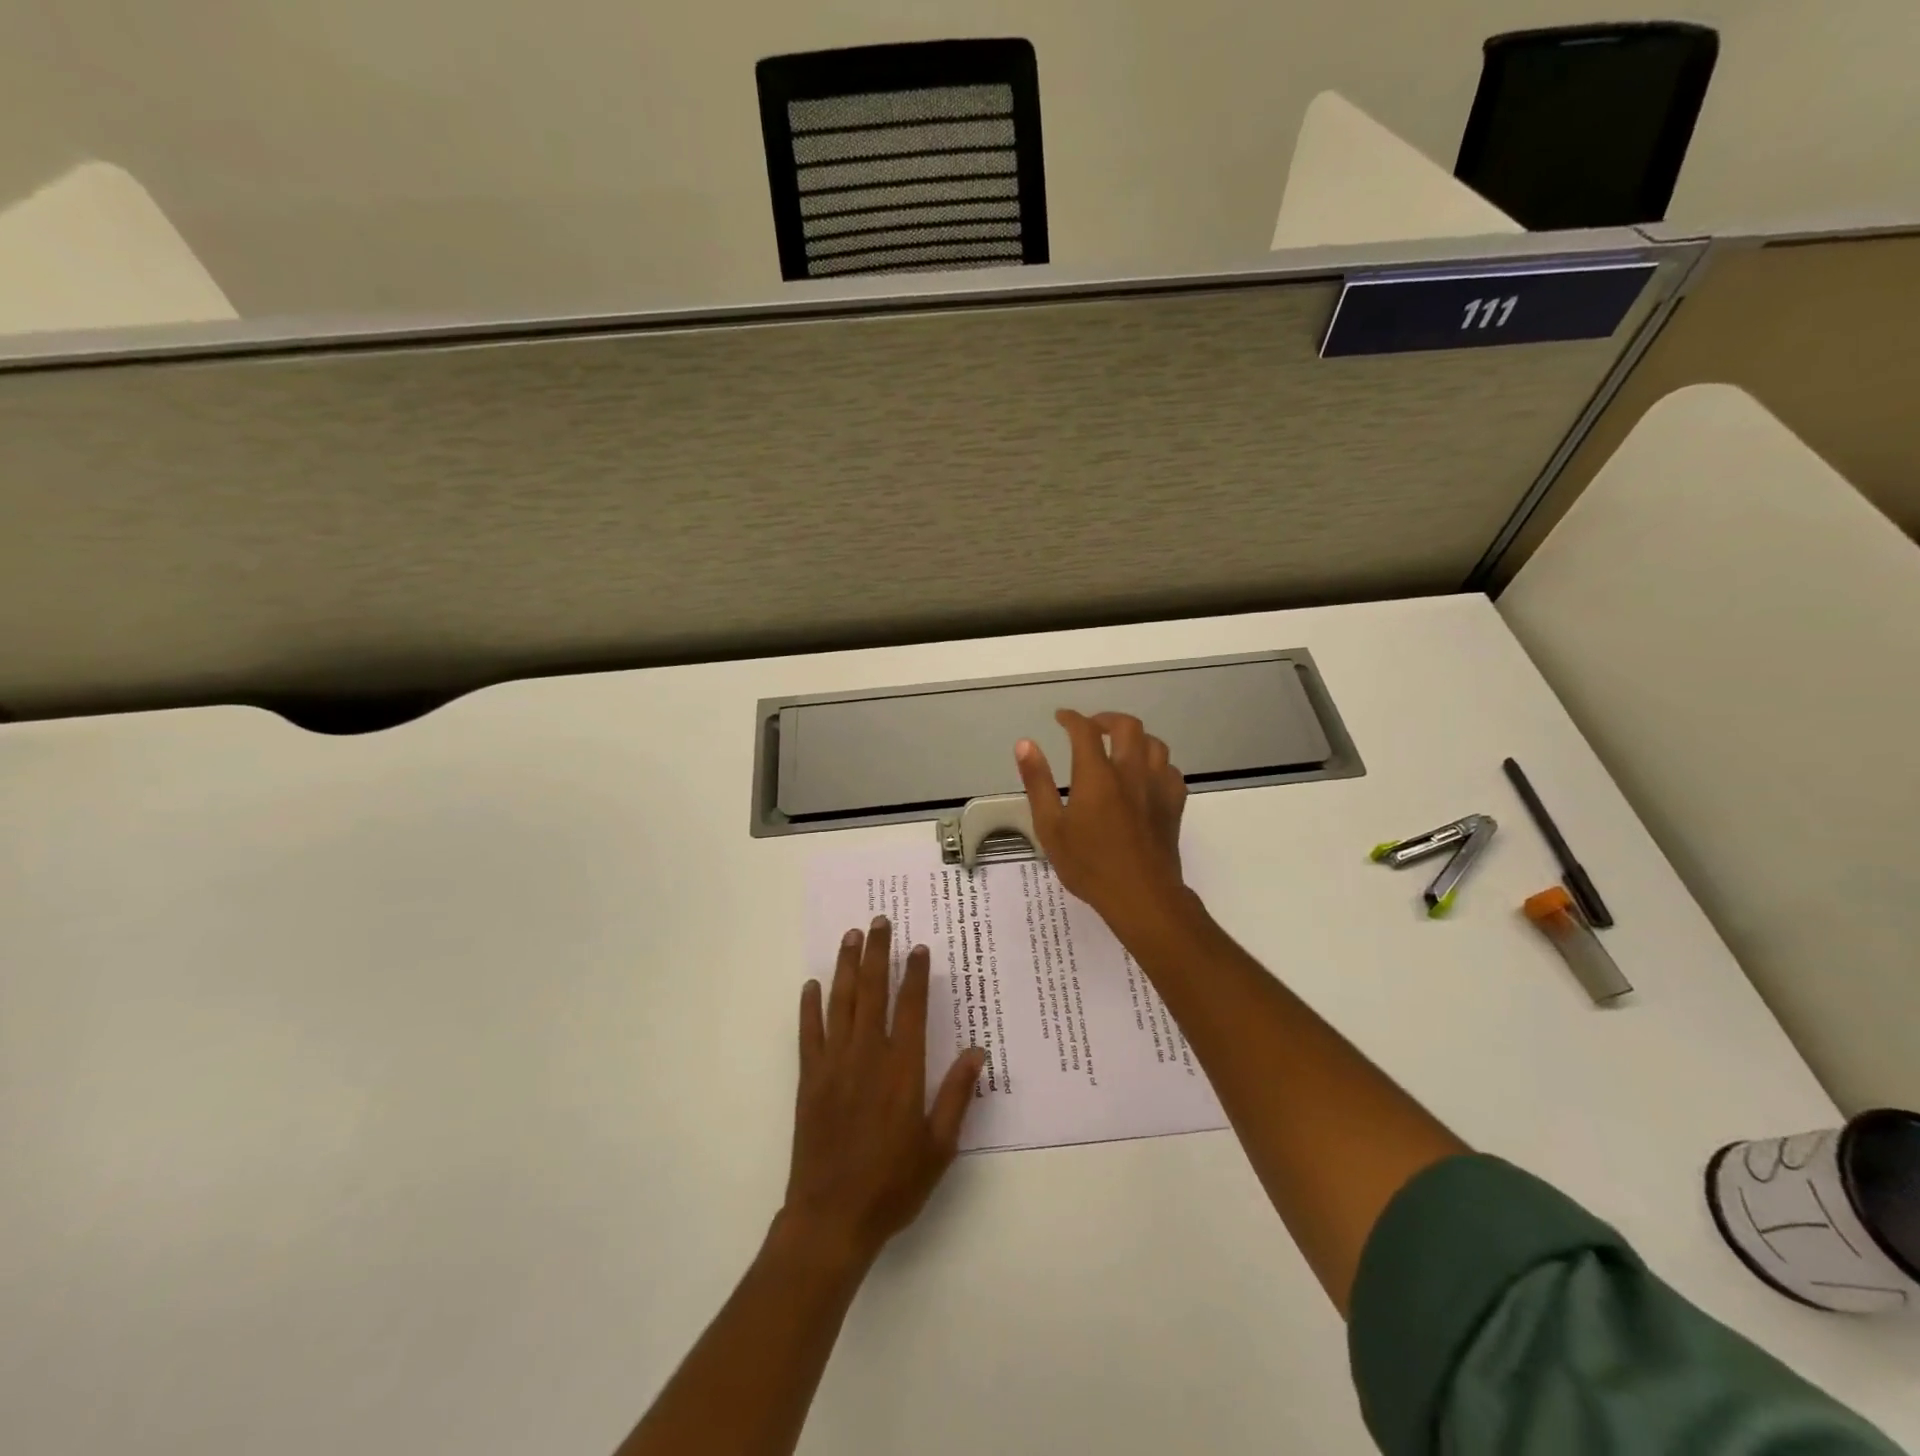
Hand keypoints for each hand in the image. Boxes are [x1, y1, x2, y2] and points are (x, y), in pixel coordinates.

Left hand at [782, 917, 986, 1267]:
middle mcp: (867, 1056)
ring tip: (851, 936)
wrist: (832, 1217)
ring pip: (841, 1002)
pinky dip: (810, 1007)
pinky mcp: (810, 1079)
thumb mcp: (939, 1146)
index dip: (915, 974)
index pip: (910, 1007)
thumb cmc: (893, 1184)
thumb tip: (977, 1051)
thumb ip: (957, 1094)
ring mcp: (834, 1064)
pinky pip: (809, 1033)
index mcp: (902, 1069)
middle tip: (880, 921)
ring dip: (847, 966)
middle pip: (873, 992)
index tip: (918, 947)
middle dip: (878, 953)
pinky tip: (812, 985)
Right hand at [1014, 709, 1192, 939]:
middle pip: (1127, 726)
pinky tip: (1146, 776)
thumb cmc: (1089, 865)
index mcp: (1097, 775)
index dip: (1071, 718)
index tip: (1061, 718)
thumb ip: (1038, 782)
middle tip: (1091, 727)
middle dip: (1107, 719)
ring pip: (1154, 743)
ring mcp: (1157, 786)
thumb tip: (1025, 744)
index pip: (1084, 730)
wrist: (1141, 896)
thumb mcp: (1050, 827)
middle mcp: (1130, 772)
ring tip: (1120, 747)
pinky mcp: (1174, 804)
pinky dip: (1156, 764)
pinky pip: (1170, 769)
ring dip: (1135, 738)